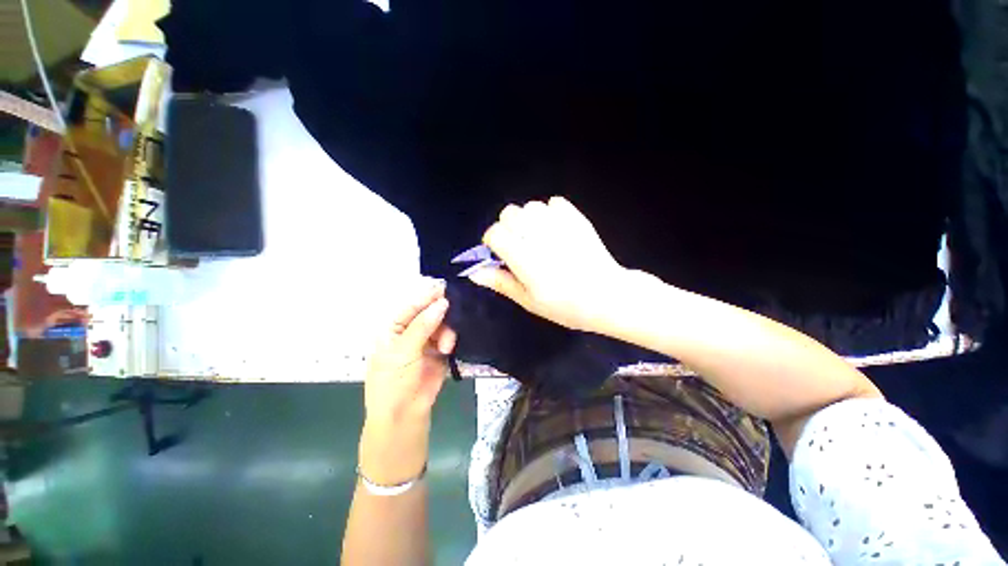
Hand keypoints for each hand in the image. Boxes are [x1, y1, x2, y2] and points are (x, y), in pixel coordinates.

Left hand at [364, 278, 455, 424]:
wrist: (403, 416)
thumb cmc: (392, 382)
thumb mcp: (403, 352)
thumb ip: (423, 326)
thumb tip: (442, 303)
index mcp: (394, 328)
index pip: (412, 307)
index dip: (427, 298)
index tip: (446, 289)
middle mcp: (411, 332)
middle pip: (430, 314)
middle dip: (441, 315)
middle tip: (455, 313)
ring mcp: (427, 342)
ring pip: (442, 325)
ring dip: (447, 332)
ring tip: (447, 346)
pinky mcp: (440, 353)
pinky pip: (450, 338)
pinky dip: (452, 339)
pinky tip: (450, 347)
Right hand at [467, 196, 627, 332]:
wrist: (607, 296)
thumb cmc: (565, 306)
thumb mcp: (529, 301)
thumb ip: (501, 282)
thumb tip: (474, 273)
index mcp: (525, 258)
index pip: (495, 233)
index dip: (492, 242)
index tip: (500, 255)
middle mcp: (539, 235)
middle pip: (509, 213)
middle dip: (508, 228)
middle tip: (520, 246)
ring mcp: (560, 224)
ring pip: (531, 206)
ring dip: (528, 220)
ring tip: (538, 238)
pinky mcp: (577, 218)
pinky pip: (555, 203)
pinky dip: (550, 212)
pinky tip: (555, 229)